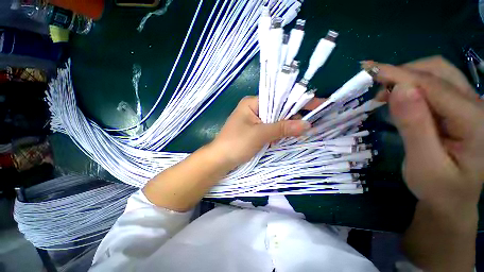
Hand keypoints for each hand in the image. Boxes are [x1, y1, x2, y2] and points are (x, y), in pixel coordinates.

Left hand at [208, 96, 311, 169]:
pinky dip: (277, 135)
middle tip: (305, 127)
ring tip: (292, 136)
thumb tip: (307, 124)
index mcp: (252, 103)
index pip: (279, 98)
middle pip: (278, 109)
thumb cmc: (236, 143)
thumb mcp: (260, 134)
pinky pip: (270, 130)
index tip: (317, 104)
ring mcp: (254, 121)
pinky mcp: (254, 131)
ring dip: (284, 129)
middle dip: (291, 118)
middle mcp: (253, 109)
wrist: (219, 160)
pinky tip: (280, 140)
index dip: (297, 101)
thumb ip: (282, 128)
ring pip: (275, 121)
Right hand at [366, 56, 483, 207]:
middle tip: (374, 84)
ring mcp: (470, 104)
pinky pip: (435, 85)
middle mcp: (477, 105)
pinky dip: (412, 85)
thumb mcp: (423, 163)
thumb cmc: (438, 188)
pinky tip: (398, 97)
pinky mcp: (459, 107)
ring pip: (437, 73)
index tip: (368, 70)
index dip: (398, 75)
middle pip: (439, 71)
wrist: (452, 199)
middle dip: (403, 72)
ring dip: (407, 77)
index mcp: (474, 121)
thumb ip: (414, 126)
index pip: (432, 86)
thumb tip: (399, 90)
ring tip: (383, 93)